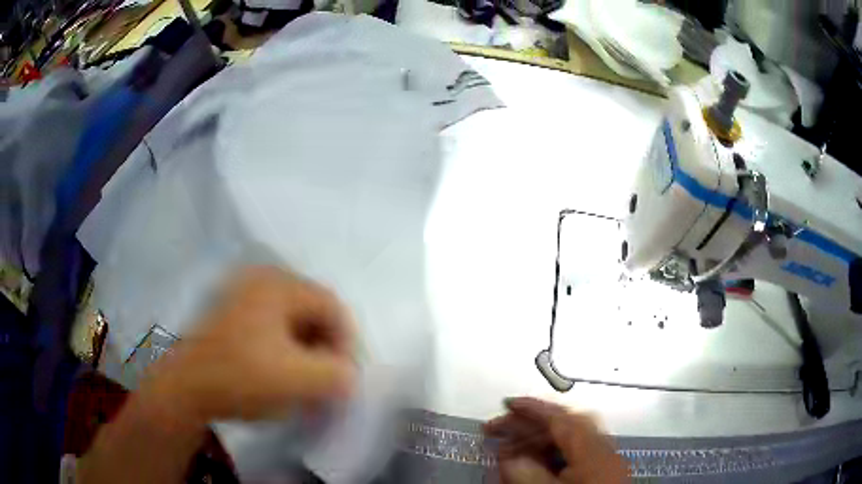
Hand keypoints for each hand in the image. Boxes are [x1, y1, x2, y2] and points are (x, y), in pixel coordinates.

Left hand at [141, 266, 356, 424]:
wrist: (184, 387)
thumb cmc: (241, 378)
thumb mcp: (299, 380)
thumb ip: (338, 375)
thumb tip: (348, 373)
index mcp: (277, 284)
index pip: (332, 306)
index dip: (347, 342)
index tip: (346, 376)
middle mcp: (260, 280)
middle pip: (311, 312)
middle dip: (326, 348)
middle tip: (327, 381)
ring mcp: (241, 294)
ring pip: (291, 321)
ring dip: (306, 352)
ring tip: (306, 382)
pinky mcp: (230, 313)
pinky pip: (271, 327)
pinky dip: (285, 351)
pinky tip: (282, 375)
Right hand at [484, 397, 628, 483]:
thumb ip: (529, 473)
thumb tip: (508, 458)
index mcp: (592, 447)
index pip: (560, 418)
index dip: (532, 408)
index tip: (509, 403)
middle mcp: (602, 447)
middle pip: (563, 425)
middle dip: (529, 425)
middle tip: (500, 428)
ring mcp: (604, 458)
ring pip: (568, 439)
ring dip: (537, 440)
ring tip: (510, 449)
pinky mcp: (602, 470)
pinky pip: (574, 452)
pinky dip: (552, 452)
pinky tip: (535, 462)